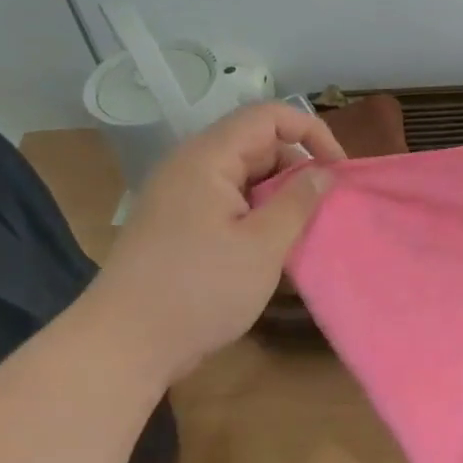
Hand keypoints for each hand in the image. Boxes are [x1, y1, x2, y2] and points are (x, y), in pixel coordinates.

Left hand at [85, 103, 344, 382]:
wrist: (123, 346)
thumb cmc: (199, 290)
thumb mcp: (263, 246)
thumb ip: (299, 202)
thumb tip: (324, 171)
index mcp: (208, 159)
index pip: (268, 116)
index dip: (311, 132)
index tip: (339, 170)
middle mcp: (191, 167)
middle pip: (257, 145)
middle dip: (298, 168)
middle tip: (325, 208)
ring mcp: (181, 197)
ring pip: (246, 177)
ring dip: (280, 196)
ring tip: (303, 232)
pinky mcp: (179, 225)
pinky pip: (229, 203)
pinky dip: (258, 216)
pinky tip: (273, 249)